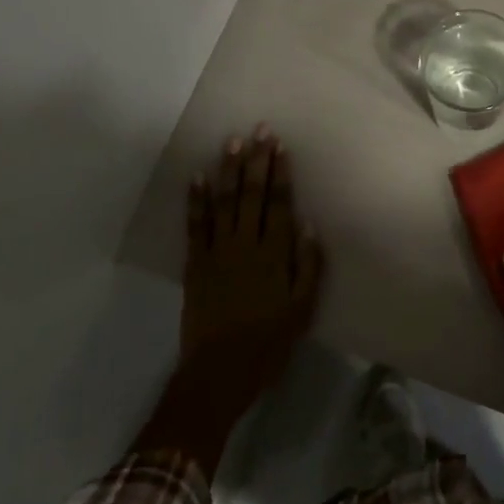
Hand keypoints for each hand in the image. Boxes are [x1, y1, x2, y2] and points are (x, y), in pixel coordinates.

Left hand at [178, 125, 324, 411]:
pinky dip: (196, 200)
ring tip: (232, 142)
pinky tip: (197, 177)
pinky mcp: (195, 263)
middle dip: (257, 160)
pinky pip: (195, 225)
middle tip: (259, 130)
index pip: (280, 204)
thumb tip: (308, 225)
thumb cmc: (268, 344)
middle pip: (253, 195)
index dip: (281, 173)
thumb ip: (308, 266)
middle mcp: (246, 244)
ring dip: (228, 170)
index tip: (280, 146)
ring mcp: (218, 251)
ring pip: (224, 202)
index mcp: (274, 255)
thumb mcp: (301, 310)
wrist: (219, 373)